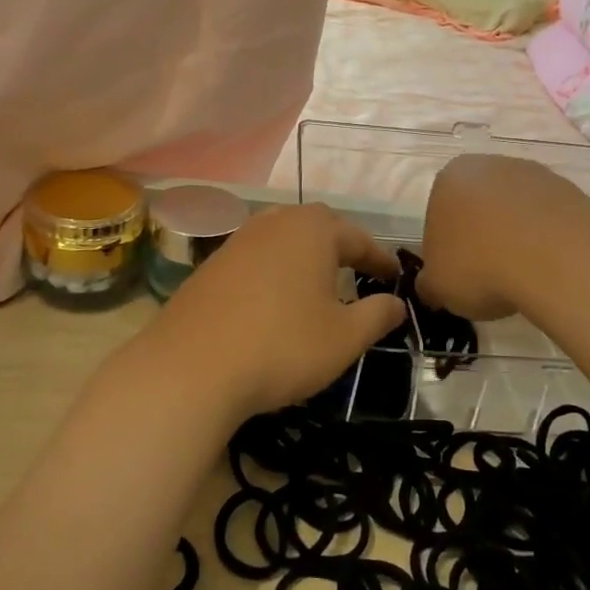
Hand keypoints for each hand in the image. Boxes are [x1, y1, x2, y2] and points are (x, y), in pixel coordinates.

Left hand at [140, 203, 405, 417]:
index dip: (379, 259)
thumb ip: (377, 315)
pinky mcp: (211, 264)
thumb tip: (397, 303)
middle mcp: (274, 222)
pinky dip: (275, 272)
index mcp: (312, 230)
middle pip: (317, 228)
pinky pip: (256, 259)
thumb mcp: (344, 338)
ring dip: (305, 258)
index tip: (395, 278)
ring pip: (283, 240)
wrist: (192, 367)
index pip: (358, 238)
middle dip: (341, 249)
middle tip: (358, 273)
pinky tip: (275, 300)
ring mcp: (237, 241)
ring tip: (318, 285)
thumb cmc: (282, 346)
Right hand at [417, 155, 589, 319]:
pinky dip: (546, 241)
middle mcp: (489, 165)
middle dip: (482, 237)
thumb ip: (429, 284)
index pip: (438, 215)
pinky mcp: (571, 190)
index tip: (458, 275)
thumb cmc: (480, 266)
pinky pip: (549, 219)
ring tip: (523, 276)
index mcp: (449, 178)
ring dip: (516, 237)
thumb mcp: (437, 287)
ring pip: (516, 211)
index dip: (447, 249)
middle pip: (479, 207)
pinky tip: (550, 268)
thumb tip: (432, 288)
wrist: (557, 260)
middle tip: (488, 277)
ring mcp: (534, 174)